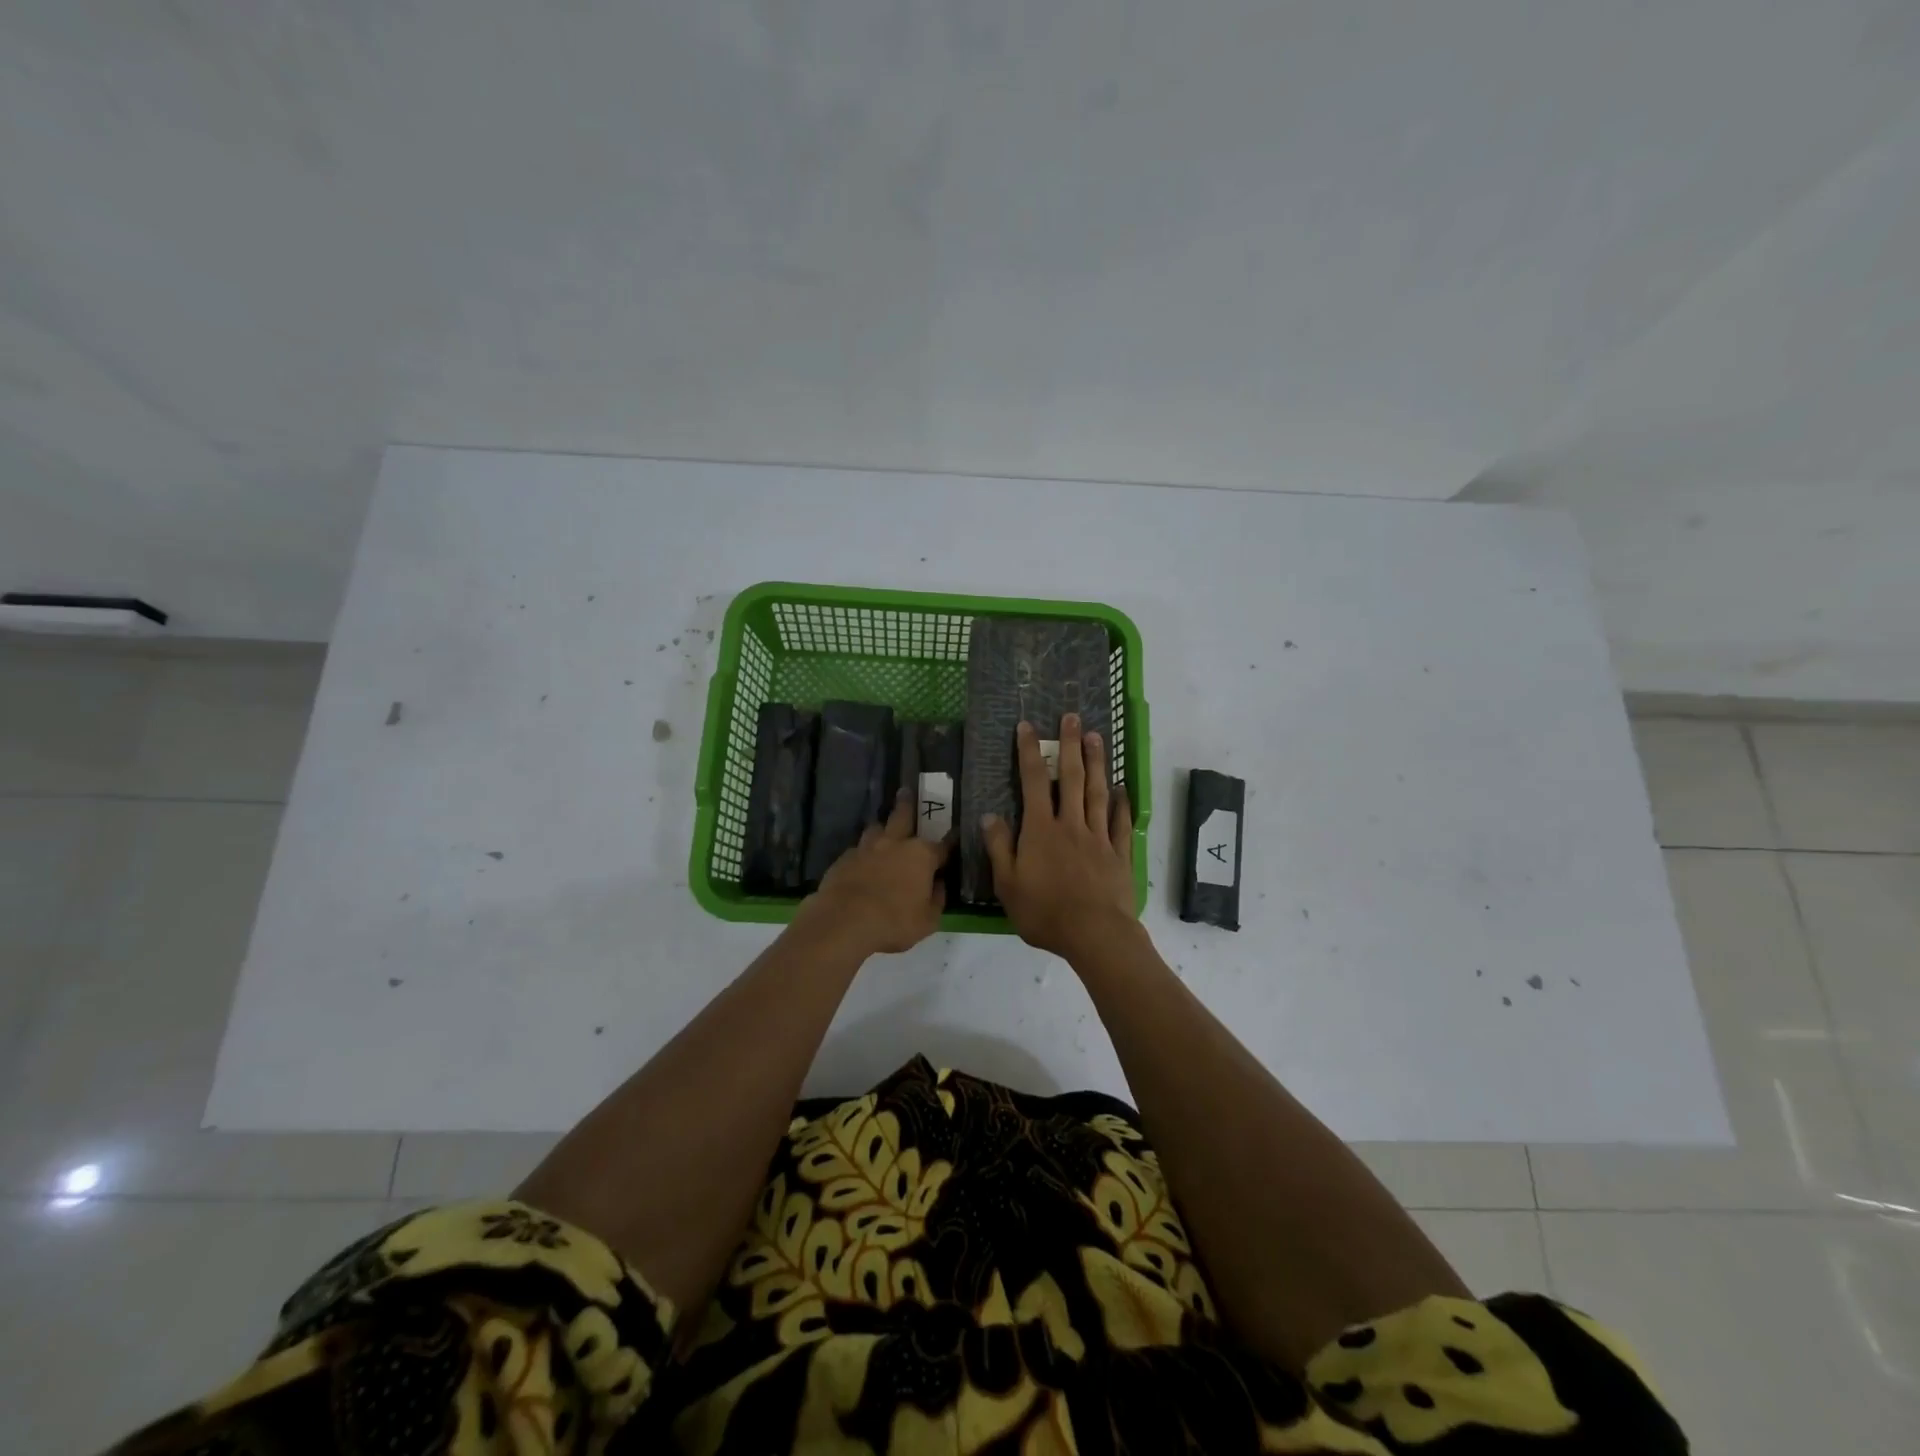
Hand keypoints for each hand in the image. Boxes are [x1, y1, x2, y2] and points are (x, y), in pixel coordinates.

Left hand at [803, 792, 952, 954]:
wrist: (844, 921)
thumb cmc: (894, 922)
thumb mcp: (928, 920)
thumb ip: (936, 899)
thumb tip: (939, 884)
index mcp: (921, 856)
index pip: (943, 845)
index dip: (951, 842)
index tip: (956, 834)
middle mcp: (895, 844)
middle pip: (902, 816)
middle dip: (907, 803)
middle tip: (906, 791)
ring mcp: (867, 848)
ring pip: (876, 828)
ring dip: (882, 828)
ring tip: (883, 829)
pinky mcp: (844, 858)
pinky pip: (858, 849)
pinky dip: (863, 852)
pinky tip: (862, 860)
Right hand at [982, 716, 1138, 963]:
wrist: (1095, 934)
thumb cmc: (1045, 912)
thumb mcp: (1008, 884)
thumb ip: (999, 848)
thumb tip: (989, 815)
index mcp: (1041, 830)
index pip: (1032, 782)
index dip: (1028, 752)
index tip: (1028, 726)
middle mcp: (1070, 824)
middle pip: (1070, 778)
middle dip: (1070, 745)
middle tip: (1073, 717)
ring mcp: (1098, 837)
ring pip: (1097, 792)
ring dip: (1096, 763)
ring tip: (1097, 737)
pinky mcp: (1119, 854)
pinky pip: (1120, 822)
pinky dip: (1121, 803)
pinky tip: (1122, 789)